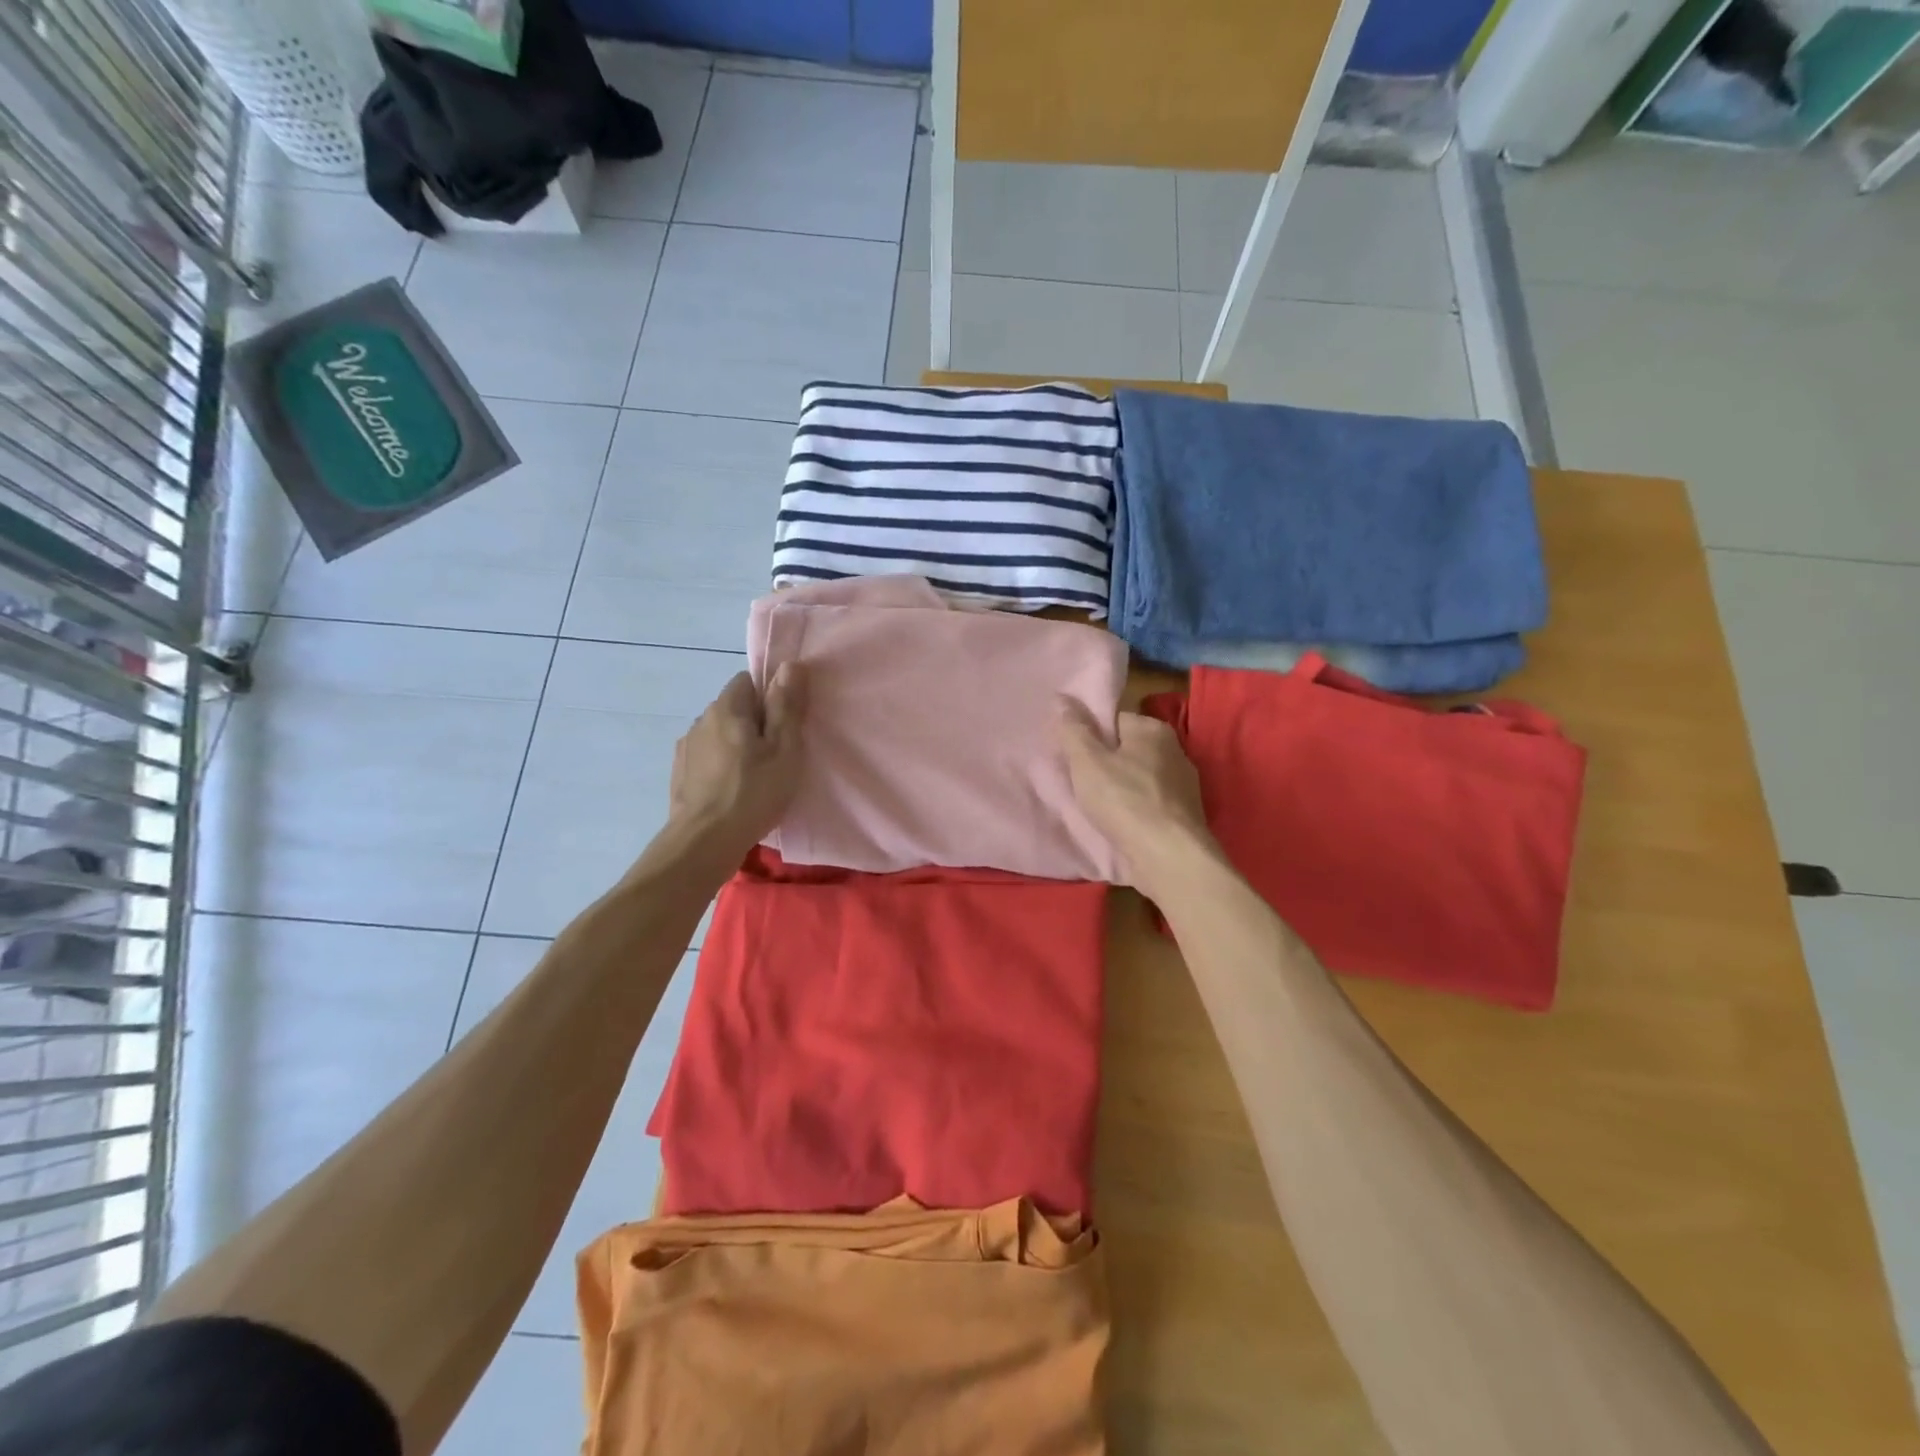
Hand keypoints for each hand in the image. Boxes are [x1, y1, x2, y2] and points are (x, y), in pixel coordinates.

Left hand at [661, 665, 804, 869]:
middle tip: (776, 756)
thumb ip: (787, 705)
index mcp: (727, 707)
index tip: (784, 727)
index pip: (748, 681)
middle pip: (734, 707)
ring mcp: (686, 747)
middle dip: (754, 723)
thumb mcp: (784, 749)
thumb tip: (790, 665)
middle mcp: (701, 719)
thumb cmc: (753, 792)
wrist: (704, 842)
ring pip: (720, 733)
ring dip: (736, 745)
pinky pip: (707, 756)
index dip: (770, 698)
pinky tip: (732, 790)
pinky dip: (721, 765)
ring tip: (753, 777)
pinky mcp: (680, 772)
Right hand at [1059, 702, 1214, 892]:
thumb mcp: (1087, 762)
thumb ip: (1074, 730)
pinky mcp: (1185, 815)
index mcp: (1153, 729)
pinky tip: (1120, 825)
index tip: (1072, 757)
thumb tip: (1062, 698)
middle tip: (1080, 784)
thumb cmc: (1125, 801)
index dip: (1089, 736)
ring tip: (1097, 808)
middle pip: (1127, 749)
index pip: (1114, 720)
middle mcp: (1174, 750)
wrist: (1169, 858)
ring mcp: (1184, 784)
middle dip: (1105, 764)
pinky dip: (1135, 811)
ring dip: (1120, 790)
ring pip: (1139, 778)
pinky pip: (1150, 804)